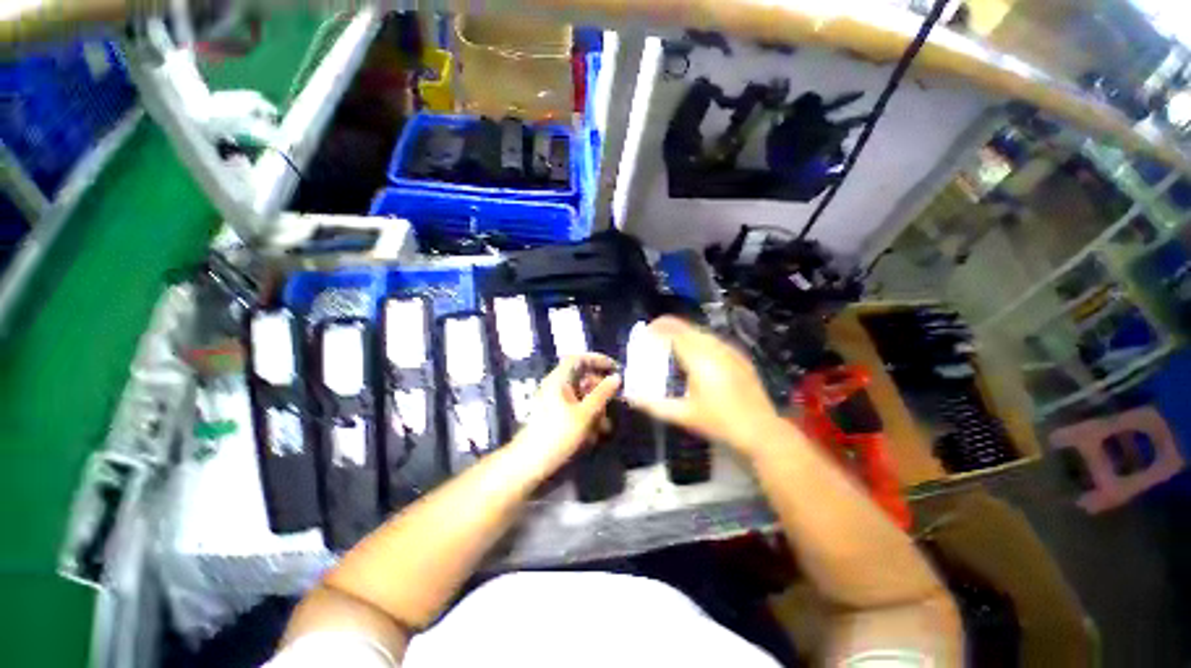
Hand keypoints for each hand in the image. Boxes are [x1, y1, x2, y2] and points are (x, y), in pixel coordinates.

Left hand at [512, 354, 620, 463]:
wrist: (529, 463)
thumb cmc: (557, 434)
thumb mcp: (584, 414)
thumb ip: (601, 394)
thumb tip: (616, 377)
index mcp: (559, 380)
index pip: (579, 359)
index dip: (597, 360)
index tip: (615, 368)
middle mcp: (556, 386)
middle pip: (582, 378)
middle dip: (600, 390)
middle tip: (614, 402)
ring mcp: (555, 401)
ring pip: (581, 396)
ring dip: (596, 407)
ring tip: (605, 426)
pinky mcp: (555, 416)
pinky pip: (575, 409)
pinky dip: (587, 417)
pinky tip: (594, 434)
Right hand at [626, 316, 786, 457]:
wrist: (761, 430)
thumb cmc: (719, 422)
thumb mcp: (683, 415)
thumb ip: (654, 405)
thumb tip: (631, 398)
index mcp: (699, 359)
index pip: (674, 332)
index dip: (658, 328)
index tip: (645, 332)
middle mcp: (715, 348)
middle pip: (687, 328)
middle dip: (668, 327)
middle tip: (654, 335)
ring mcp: (730, 351)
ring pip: (701, 332)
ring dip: (683, 332)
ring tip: (670, 342)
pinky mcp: (739, 357)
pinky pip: (713, 340)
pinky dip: (698, 339)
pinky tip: (695, 353)